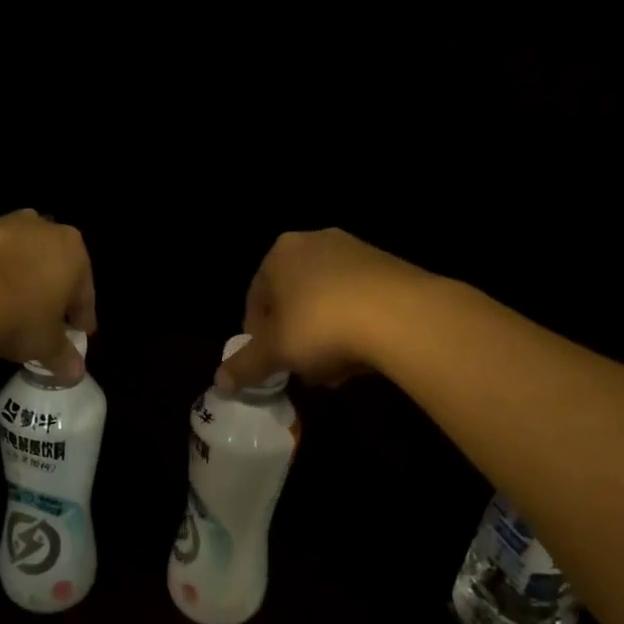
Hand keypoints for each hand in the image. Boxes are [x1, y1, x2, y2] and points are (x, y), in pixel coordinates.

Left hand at [0, 210, 95, 379]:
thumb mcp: (46, 344)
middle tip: (47, 321)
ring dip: (20, 281)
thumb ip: (63, 356)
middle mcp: (44, 230)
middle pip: (54, 267)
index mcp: (74, 252)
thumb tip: (75, 373)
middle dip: (51, 293)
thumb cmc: (18, 314)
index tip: (79, 333)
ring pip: (21, 258)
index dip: (81, 315)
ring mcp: (5, 224)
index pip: (85, 290)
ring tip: (10, 310)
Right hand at [217, 230, 421, 390]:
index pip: (256, 297)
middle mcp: (316, 242)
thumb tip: (220, 381)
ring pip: (328, 302)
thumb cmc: (321, 326)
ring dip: (326, 337)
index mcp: (280, 253)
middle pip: (294, 299)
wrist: (403, 316)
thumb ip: (245, 365)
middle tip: (302, 368)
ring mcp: (358, 252)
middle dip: (296, 337)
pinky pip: (360, 301)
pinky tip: (362, 357)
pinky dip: (355, 327)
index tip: (269, 362)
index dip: (258, 335)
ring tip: (334, 370)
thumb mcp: (275, 352)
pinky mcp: (392, 267)